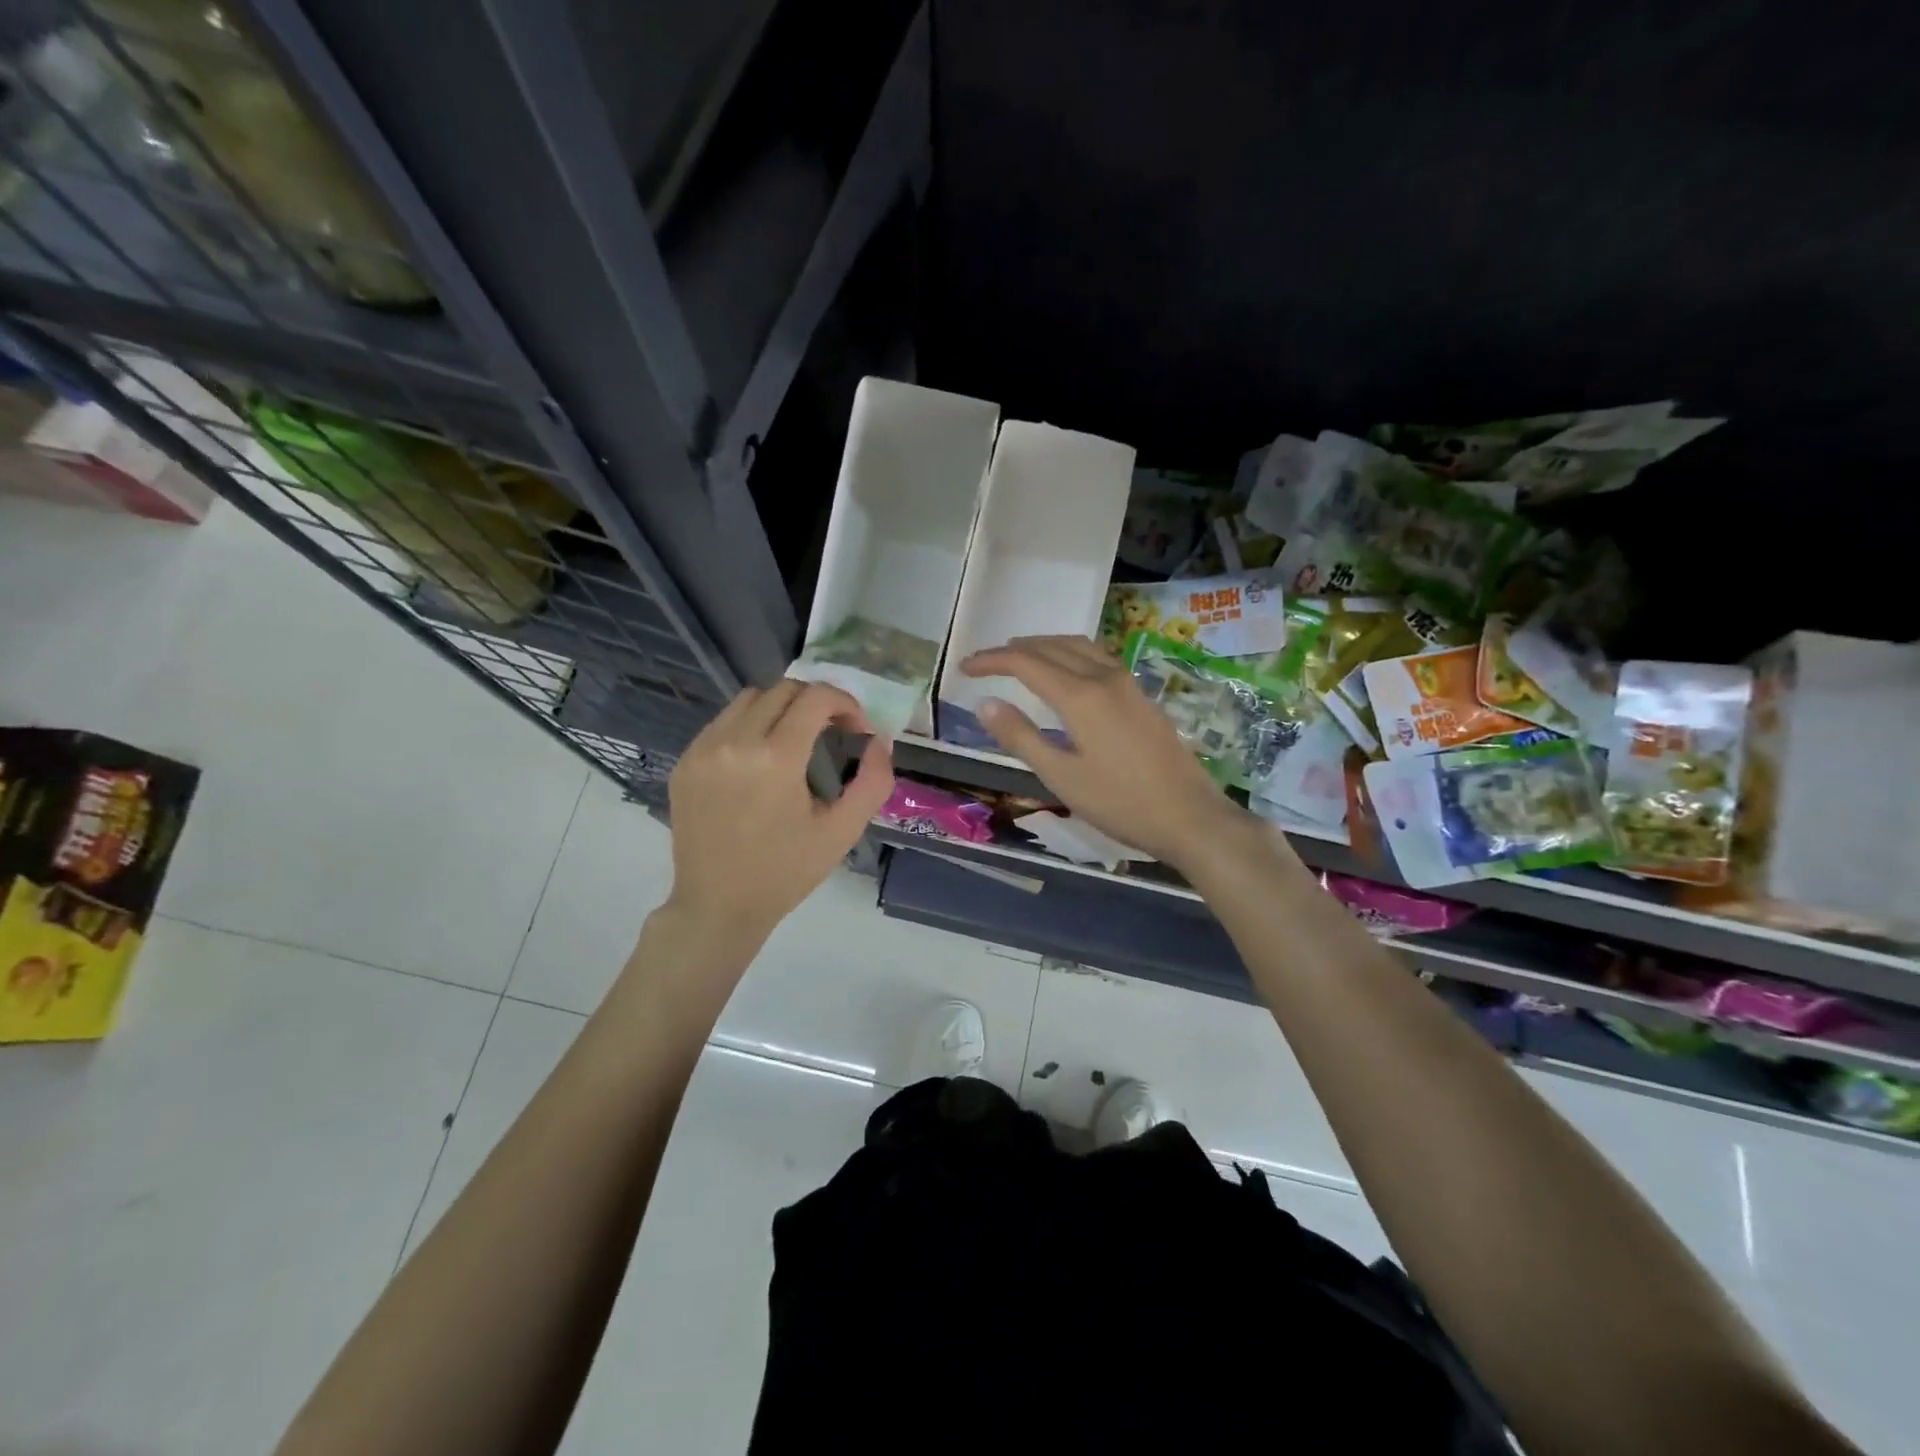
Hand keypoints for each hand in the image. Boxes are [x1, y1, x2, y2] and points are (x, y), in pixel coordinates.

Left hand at [664, 681, 893, 946]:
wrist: (718, 906)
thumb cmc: (786, 872)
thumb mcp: (842, 831)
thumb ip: (873, 781)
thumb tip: (879, 741)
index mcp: (776, 757)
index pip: (816, 697)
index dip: (845, 704)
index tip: (855, 730)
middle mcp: (735, 741)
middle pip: (783, 689)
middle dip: (815, 703)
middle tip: (831, 732)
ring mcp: (703, 749)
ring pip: (749, 699)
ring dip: (780, 709)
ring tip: (794, 741)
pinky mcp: (685, 762)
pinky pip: (722, 722)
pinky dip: (749, 726)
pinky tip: (759, 760)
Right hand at [960, 635, 1244, 867]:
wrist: (1190, 817)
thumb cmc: (1120, 803)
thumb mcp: (1061, 776)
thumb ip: (1022, 737)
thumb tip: (985, 703)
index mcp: (1081, 696)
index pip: (1026, 663)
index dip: (992, 661)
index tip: (964, 667)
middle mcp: (1105, 678)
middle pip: (1052, 647)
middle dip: (1015, 650)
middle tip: (986, 662)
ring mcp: (1129, 684)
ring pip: (1079, 646)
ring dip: (1045, 646)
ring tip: (1020, 657)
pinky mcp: (1142, 696)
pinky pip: (1098, 657)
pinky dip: (1071, 654)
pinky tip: (1067, 673)